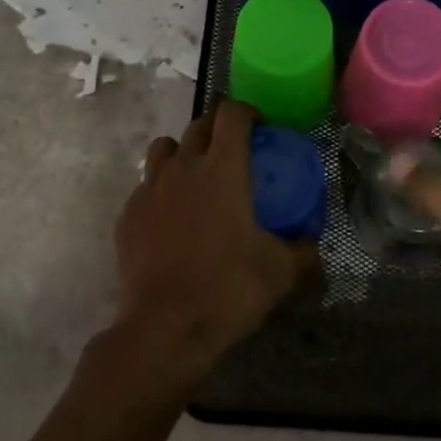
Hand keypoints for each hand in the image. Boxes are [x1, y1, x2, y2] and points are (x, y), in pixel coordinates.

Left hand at [109, 100, 314, 388]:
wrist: (165, 329)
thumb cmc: (228, 289)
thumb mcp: (281, 272)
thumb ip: (302, 251)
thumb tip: (312, 244)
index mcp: (222, 168)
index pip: (232, 114)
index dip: (248, 112)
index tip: (261, 128)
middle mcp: (183, 167)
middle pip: (198, 125)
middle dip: (218, 130)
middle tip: (235, 153)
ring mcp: (149, 189)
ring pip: (164, 149)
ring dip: (184, 153)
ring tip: (197, 179)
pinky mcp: (127, 215)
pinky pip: (146, 186)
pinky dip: (161, 190)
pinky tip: (172, 219)